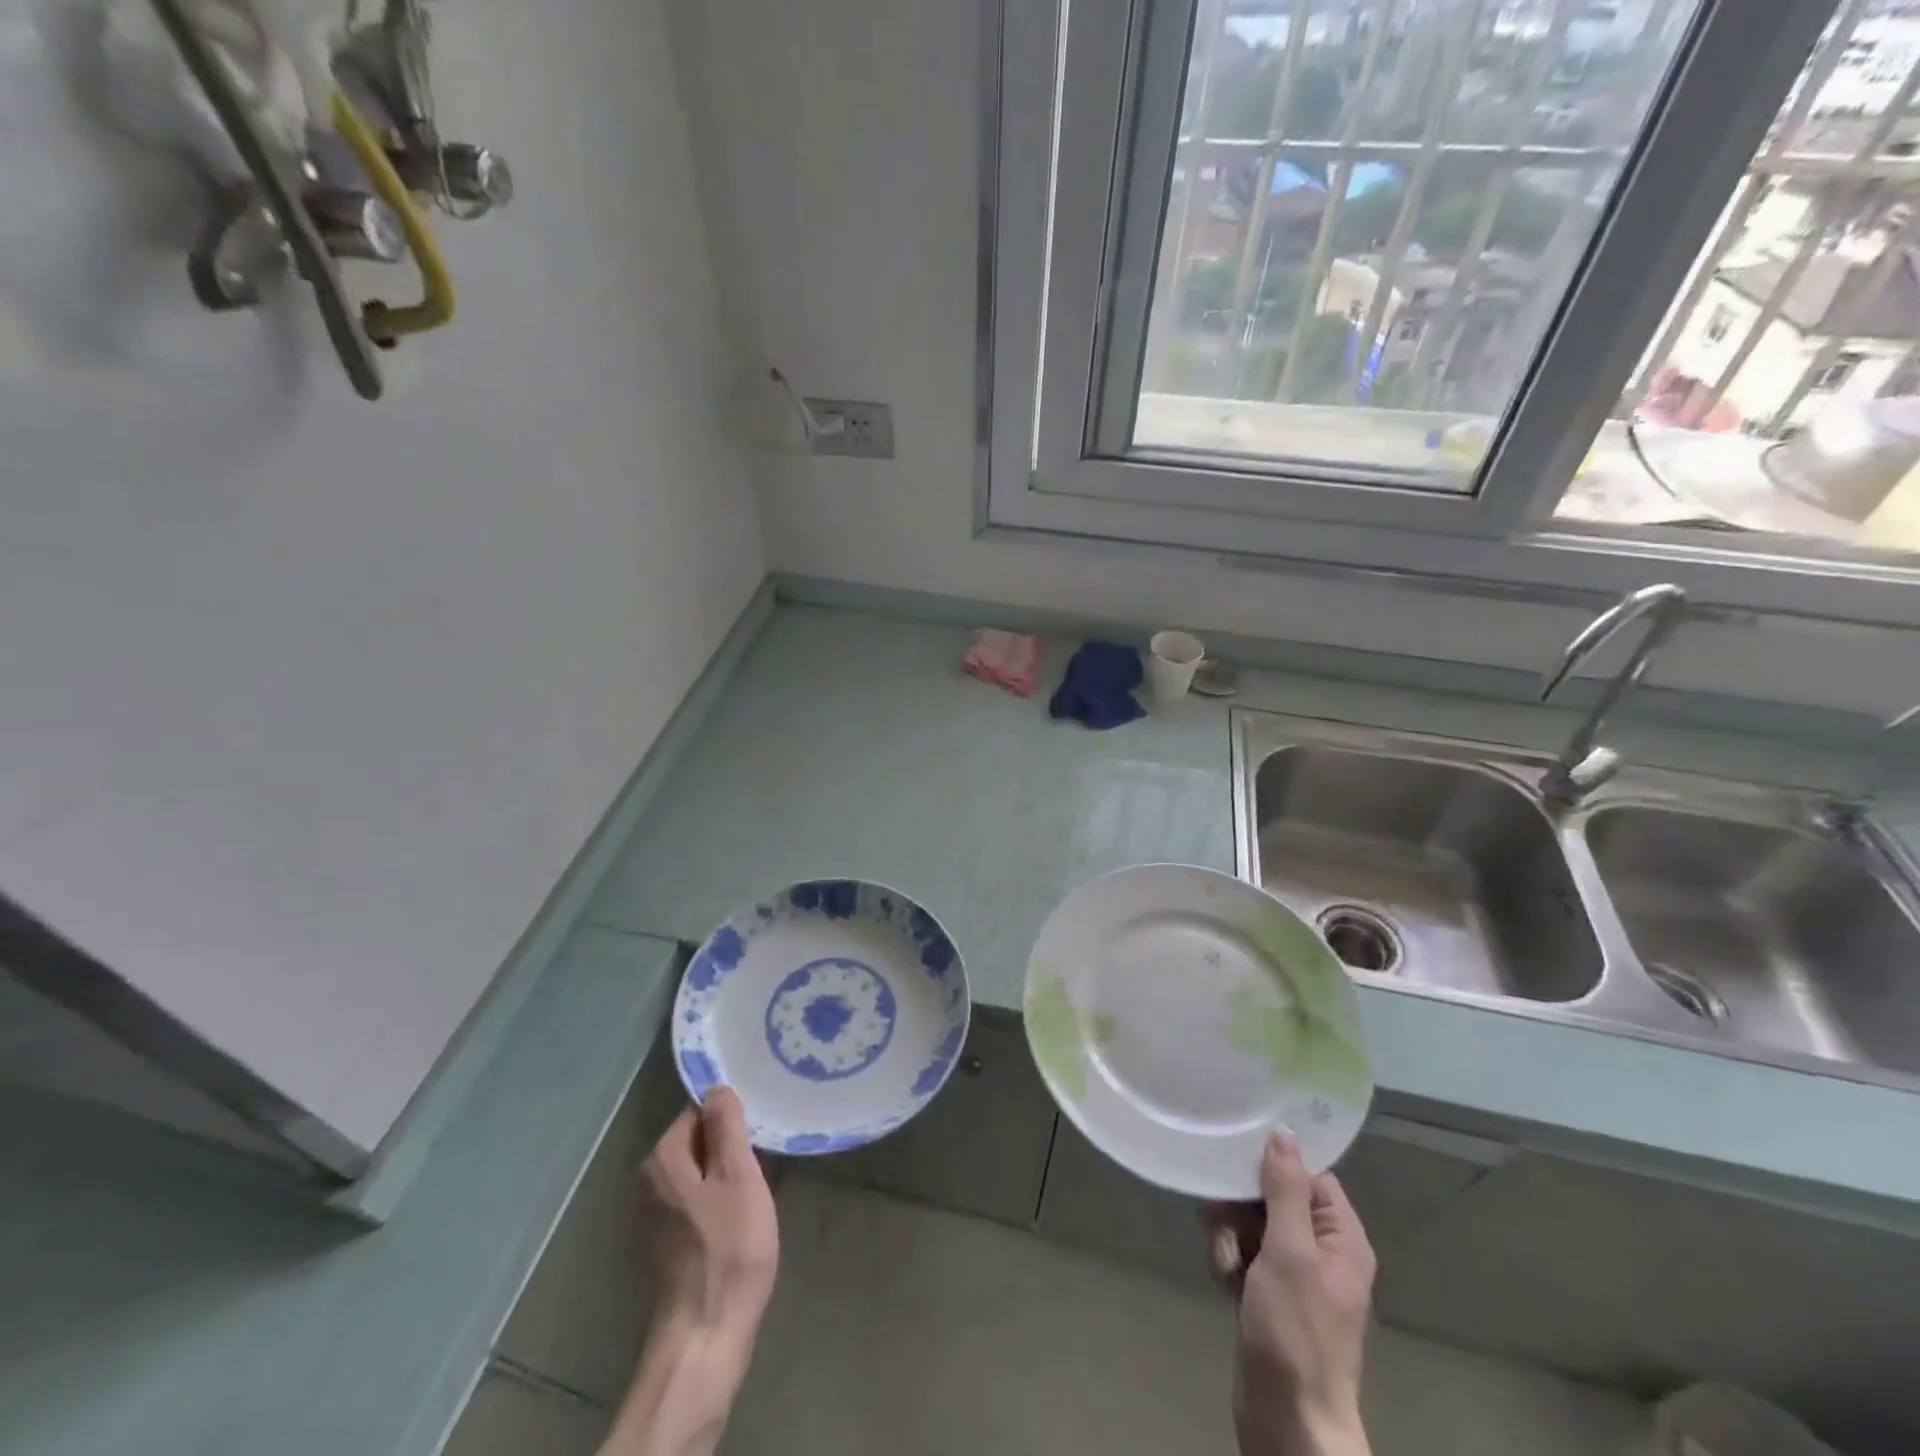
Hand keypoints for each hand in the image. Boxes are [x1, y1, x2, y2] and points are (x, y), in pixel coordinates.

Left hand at [639, 1086, 779, 1342]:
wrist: (703, 1338)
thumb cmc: (728, 1250)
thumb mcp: (738, 1177)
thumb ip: (727, 1127)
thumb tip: (717, 1087)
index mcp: (663, 1159)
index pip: (698, 1112)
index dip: (731, 1120)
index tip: (758, 1135)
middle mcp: (647, 1183)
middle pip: (695, 1144)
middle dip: (727, 1149)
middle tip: (762, 1163)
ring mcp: (650, 1218)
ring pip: (695, 1176)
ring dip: (723, 1179)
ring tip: (755, 1191)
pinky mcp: (660, 1248)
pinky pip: (691, 1206)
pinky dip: (713, 1206)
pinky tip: (736, 1224)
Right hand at [1202, 1131, 1375, 1455]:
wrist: (1288, 1421)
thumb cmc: (1295, 1332)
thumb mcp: (1289, 1252)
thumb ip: (1285, 1190)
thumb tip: (1284, 1133)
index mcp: (1341, 1239)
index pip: (1309, 1176)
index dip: (1274, 1166)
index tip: (1238, 1162)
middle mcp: (1321, 1251)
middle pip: (1274, 1197)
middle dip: (1241, 1206)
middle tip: (1219, 1219)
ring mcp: (1294, 1275)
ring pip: (1251, 1224)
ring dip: (1229, 1235)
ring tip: (1226, 1263)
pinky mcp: (1269, 1295)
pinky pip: (1243, 1254)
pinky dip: (1229, 1260)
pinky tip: (1223, 1282)